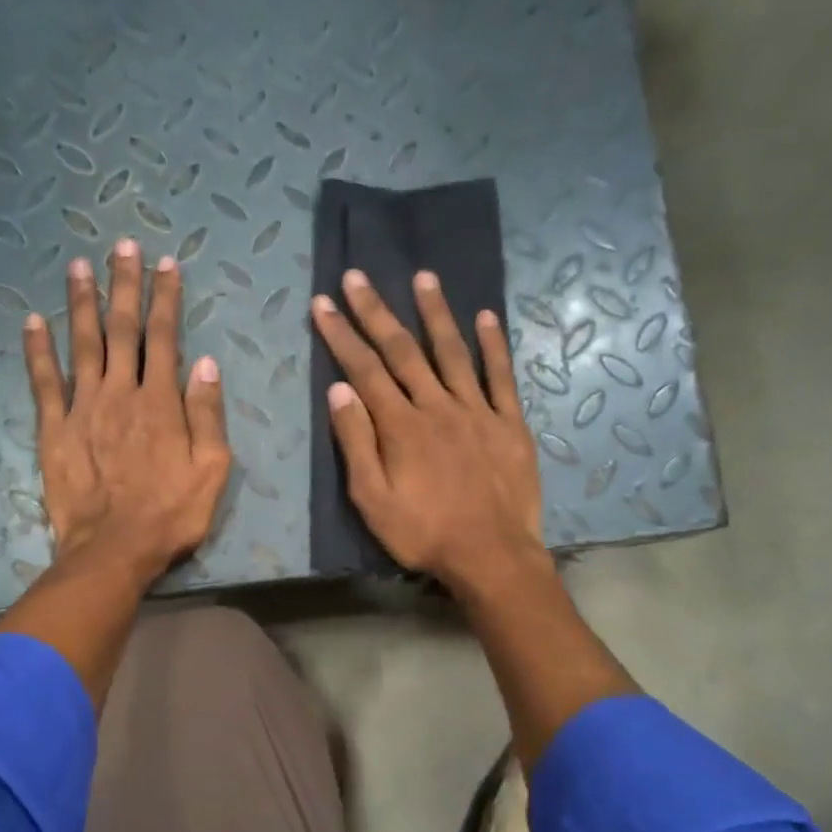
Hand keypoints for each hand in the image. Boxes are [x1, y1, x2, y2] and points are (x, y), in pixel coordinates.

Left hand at [24, 238, 230, 584]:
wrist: (114, 550)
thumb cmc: (171, 514)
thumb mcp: (211, 470)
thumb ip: (207, 413)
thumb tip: (206, 362)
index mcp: (160, 402)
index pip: (165, 338)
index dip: (166, 299)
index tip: (166, 264)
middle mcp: (120, 393)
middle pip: (122, 330)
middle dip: (124, 286)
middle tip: (122, 246)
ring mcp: (83, 409)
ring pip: (82, 345)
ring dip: (81, 303)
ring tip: (78, 266)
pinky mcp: (54, 430)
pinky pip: (44, 383)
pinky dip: (38, 351)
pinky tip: (33, 322)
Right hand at [312, 269, 543, 595]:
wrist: (491, 555)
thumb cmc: (424, 533)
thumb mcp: (373, 500)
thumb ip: (356, 443)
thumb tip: (339, 391)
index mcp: (400, 426)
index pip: (364, 371)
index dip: (341, 335)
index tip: (323, 304)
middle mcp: (437, 406)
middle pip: (402, 351)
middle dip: (376, 312)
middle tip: (356, 276)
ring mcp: (477, 410)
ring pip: (452, 352)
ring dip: (435, 313)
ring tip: (423, 277)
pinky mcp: (509, 423)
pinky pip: (501, 376)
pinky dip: (493, 345)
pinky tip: (486, 316)